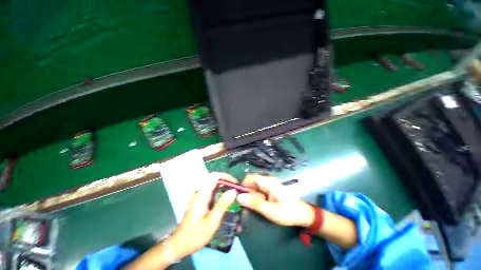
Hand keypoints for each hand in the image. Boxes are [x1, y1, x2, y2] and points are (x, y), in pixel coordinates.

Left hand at [170, 172, 237, 258]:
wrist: (180, 245)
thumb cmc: (195, 235)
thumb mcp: (212, 221)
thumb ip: (222, 204)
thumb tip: (233, 190)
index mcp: (202, 195)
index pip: (214, 176)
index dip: (226, 176)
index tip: (235, 183)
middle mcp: (200, 192)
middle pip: (214, 180)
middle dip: (226, 182)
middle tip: (236, 190)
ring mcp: (199, 196)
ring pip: (213, 185)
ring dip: (224, 187)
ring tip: (233, 195)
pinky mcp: (200, 201)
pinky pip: (212, 192)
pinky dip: (220, 192)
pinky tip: (225, 201)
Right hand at [237, 174, 313, 226]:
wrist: (303, 215)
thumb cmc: (288, 212)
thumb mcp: (270, 210)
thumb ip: (254, 203)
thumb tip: (239, 197)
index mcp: (268, 182)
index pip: (250, 178)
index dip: (243, 185)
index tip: (240, 197)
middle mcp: (267, 180)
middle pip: (252, 183)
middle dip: (248, 194)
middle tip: (249, 206)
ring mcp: (269, 185)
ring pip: (255, 188)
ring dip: (252, 197)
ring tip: (257, 208)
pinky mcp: (270, 190)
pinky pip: (259, 192)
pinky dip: (257, 198)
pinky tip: (261, 207)